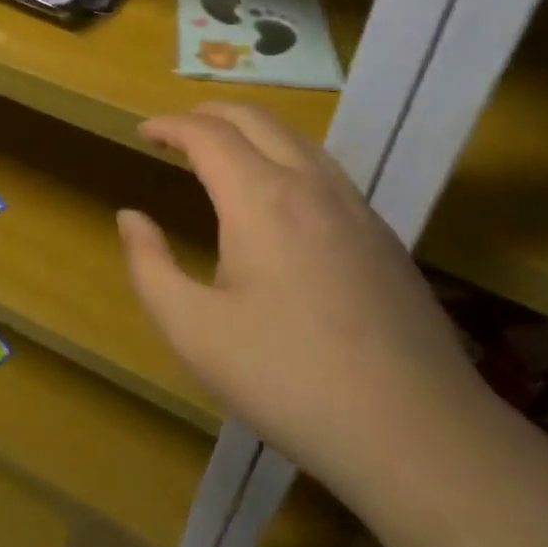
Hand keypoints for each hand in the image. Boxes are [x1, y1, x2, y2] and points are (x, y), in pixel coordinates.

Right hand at [117, 104, 486, 510]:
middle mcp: (311, 185)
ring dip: (251, 131)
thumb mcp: (194, 331)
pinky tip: (278, 197)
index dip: (170, 126)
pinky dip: (285, 156)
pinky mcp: (382, 235)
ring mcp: (355, 207)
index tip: (144, 131)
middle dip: (210, 113)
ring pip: (297, 139)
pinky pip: (324, 170)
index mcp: (261, 199)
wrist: (417, 432)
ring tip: (222, 153)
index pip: (208, 135)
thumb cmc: (288, 380)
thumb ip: (150, 266)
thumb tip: (130, 218)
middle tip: (177, 131)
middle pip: (257, 119)